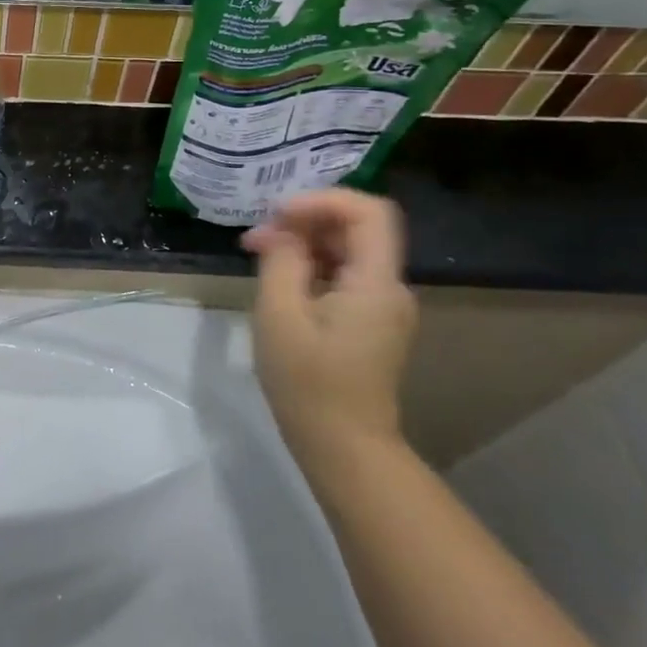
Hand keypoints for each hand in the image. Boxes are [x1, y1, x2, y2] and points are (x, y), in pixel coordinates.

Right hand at [243, 189, 417, 476]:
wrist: (343, 447)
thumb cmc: (308, 381)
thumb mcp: (280, 313)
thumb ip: (282, 260)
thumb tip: (282, 230)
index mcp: (376, 283)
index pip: (368, 211)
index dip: (322, 199)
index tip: (278, 214)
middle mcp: (390, 287)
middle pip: (356, 228)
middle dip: (304, 220)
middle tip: (256, 236)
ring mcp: (382, 306)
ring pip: (347, 250)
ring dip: (303, 242)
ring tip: (258, 253)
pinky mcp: (370, 321)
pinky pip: (344, 274)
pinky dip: (310, 265)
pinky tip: (277, 277)